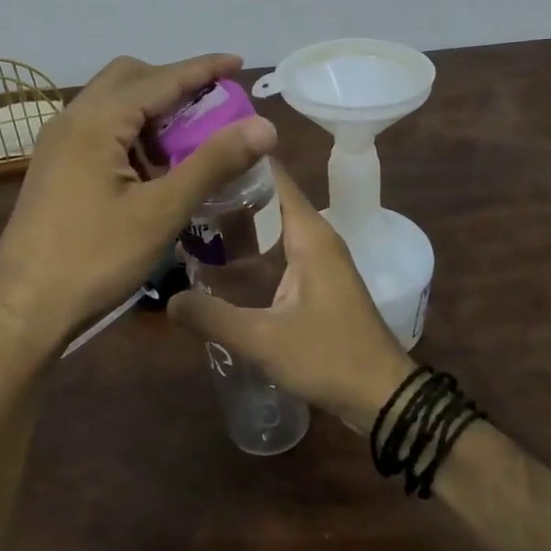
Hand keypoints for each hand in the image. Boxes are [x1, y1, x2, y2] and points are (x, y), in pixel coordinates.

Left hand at [0, 54, 276, 356]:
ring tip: (186, 144)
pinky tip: (150, 170)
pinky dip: (131, 133)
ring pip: (112, 104)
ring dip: (151, 110)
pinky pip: (99, 130)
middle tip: (211, 108)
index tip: (237, 62)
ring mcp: (57, 143)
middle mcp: (71, 119)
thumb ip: (213, 162)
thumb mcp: (161, 211)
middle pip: (129, 78)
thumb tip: (264, 125)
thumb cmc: (94, 260)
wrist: (24, 309)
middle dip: (173, 84)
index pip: (160, 78)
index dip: (202, 68)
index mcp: (96, 122)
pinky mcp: (54, 166)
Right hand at [168, 162, 413, 432]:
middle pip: (269, 198)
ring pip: (273, 225)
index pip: (273, 176)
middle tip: (181, 193)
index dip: (238, 160)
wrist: (383, 395)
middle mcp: (316, 236)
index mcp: (309, 234)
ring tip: (190, 222)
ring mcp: (320, 259)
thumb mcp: (263, 340)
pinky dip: (252, 248)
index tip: (197, 156)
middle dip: (228, 193)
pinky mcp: (318, 280)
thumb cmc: (328, 357)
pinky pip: (279, 249)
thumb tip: (168, 299)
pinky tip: (220, 263)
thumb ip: (213, 317)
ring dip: (239, 223)